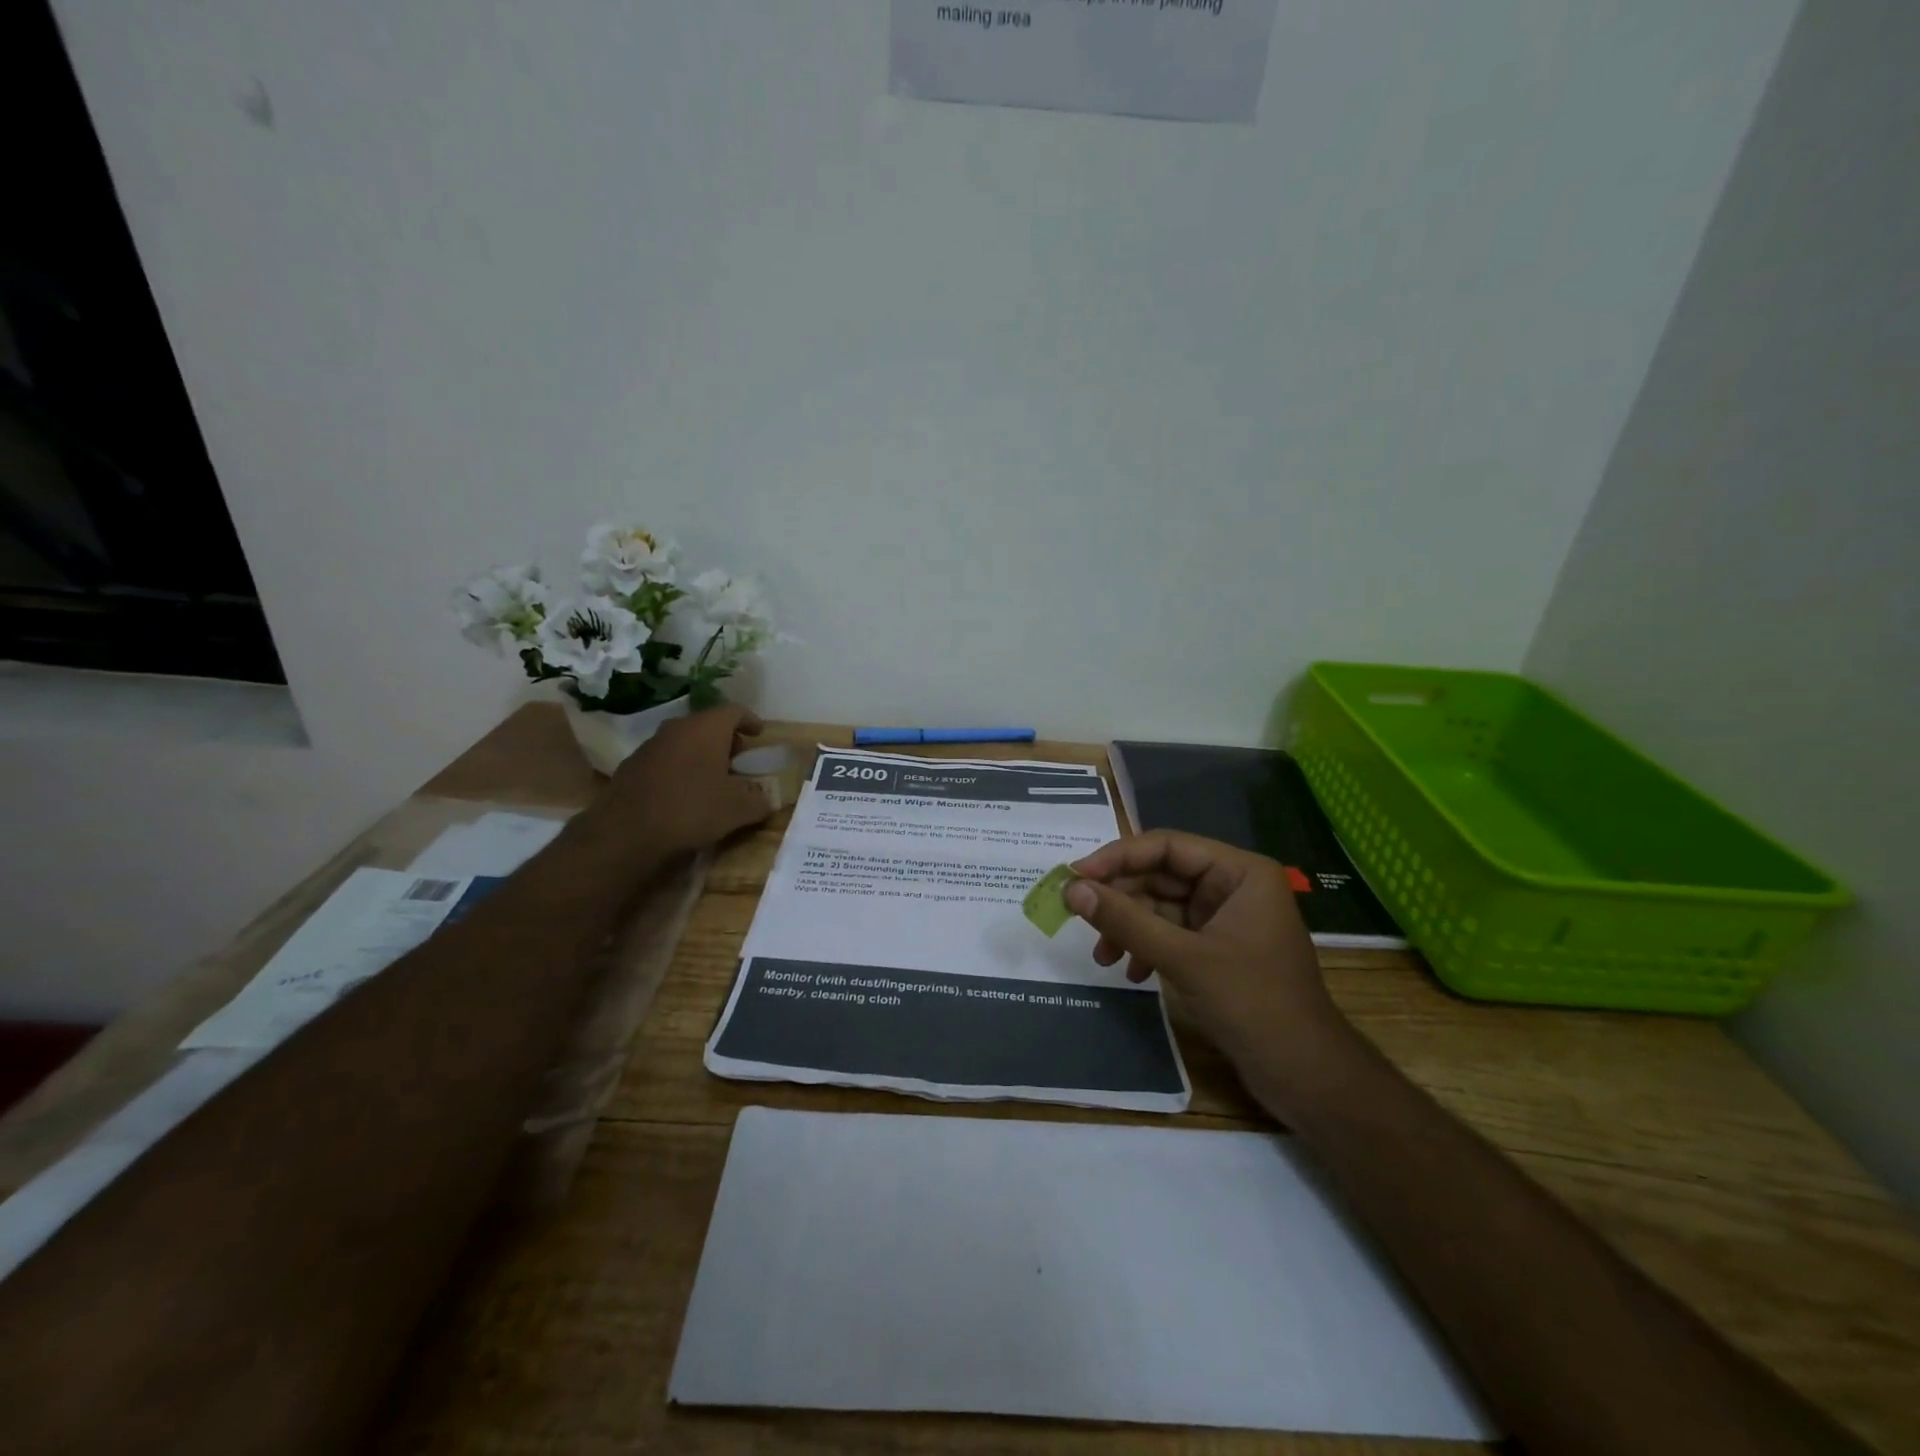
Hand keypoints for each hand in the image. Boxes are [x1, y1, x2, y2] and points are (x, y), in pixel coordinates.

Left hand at [591, 704, 773, 857]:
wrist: (625, 832)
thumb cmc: (691, 809)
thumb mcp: (738, 810)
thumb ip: (758, 800)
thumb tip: (765, 799)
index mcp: (706, 728)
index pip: (734, 711)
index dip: (750, 720)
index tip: (759, 734)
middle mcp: (677, 728)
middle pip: (707, 725)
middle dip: (726, 740)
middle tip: (738, 760)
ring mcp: (650, 746)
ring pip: (683, 742)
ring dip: (700, 755)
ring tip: (712, 779)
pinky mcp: (631, 767)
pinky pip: (665, 760)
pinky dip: (679, 769)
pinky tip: (683, 794)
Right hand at [1065, 831, 1344, 1083]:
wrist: (1305, 1076)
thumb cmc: (1252, 1004)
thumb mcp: (1182, 958)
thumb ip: (1125, 920)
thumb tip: (1072, 889)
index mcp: (1239, 872)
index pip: (1167, 846)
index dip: (1118, 857)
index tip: (1075, 876)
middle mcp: (1233, 887)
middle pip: (1162, 875)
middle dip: (1121, 898)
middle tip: (1076, 914)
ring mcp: (1226, 919)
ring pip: (1162, 907)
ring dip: (1129, 927)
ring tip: (1103, 956)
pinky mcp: (1219, 950)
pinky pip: (1172, 933)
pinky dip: (1147, 947)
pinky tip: (1131, 972)